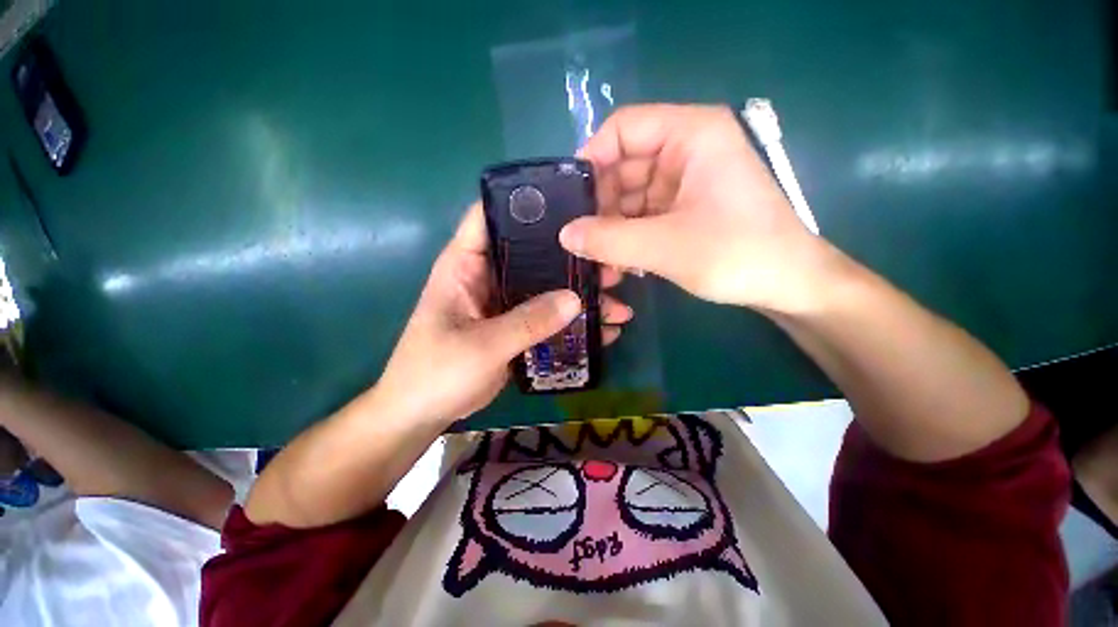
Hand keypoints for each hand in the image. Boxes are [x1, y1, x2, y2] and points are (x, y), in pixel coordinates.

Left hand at [373, 203, 632, 424]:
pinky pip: (549, 316)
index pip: (492, 216)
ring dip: (579, 293)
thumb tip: (576, 299)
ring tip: (617, 302)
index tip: (571, 204)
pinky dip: (573, 322)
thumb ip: (527, 322)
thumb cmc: (436, 372)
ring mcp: (505, 302)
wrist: (422, 413)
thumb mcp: (482, 346)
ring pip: (547, 286)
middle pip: (533, 253)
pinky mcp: (516, 326)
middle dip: (572, 258)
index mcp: (466, 264)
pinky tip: (604, 330)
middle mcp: (488, 275)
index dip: (526, 204)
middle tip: (611, 264)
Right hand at [559, 104, 832, 313]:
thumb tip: (564, 235)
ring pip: (628, 197)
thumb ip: (609, 240)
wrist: (788, 285)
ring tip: (597, 261)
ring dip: (611, 229)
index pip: (623, 129)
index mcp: (690, 134)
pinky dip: (627, 238)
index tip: (569, 201)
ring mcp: (683, 182)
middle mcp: (685, 150)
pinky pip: (641, 216)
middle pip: (622, 167)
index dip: (591, 160)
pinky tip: (620, 264)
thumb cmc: (737, 254)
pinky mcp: (682, 209)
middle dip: (599, 207)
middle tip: (580, 242)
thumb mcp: (666, 247)